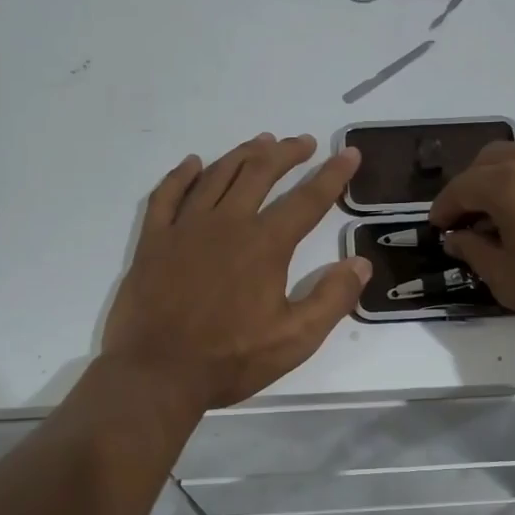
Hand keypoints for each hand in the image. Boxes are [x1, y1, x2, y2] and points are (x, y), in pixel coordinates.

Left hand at [103, 134, 371, 410]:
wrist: (156, 373)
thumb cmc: (229, 359)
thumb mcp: (295, 339)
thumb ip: (332, 299)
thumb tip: (360, 263)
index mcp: (265, 245)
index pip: (307, 200)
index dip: (332, 174)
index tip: (348, 153)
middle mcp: (227, 223)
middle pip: (260, 172)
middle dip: (286, 153)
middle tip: (302, 143)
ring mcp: (185, 227)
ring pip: (217, 175)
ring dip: (242, 154)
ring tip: (261, 142)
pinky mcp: (154, 240)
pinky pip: (167, 195)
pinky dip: (182, 175)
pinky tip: (193, 163)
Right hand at [431, 142, 514, 358]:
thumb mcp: (507, 279)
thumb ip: (474, 250)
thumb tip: (458, 237)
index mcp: (510, 183)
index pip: (462, 187)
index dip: (444, 209)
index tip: (437, 230)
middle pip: (489, 161)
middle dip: (470, 187)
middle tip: (465, 222)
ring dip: (500, 181)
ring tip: (498, 219)